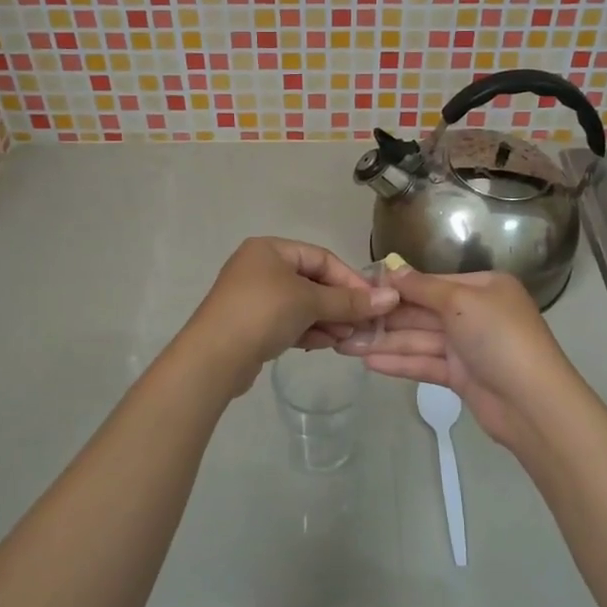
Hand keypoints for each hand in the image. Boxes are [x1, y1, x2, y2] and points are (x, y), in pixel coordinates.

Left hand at [183, 238, 398, 394]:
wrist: (214, 357)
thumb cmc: (263, 313)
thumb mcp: (310, 302)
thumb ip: (350, 301)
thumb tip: (391, 297)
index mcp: (270, 249)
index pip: (322, 258)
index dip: (350, 279)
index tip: (374, 302)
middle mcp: (260, 267)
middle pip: (312, 281)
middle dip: (339, 303)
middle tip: (363, 324)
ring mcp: (254, 297)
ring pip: (302, 304)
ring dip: (327, 319)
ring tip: (347, 338)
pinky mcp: (252, 324)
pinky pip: (289, 321)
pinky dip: (309, 330)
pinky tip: (326, 344)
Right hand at [339, 267, 580, 456]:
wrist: (532, 403)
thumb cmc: (498, 337)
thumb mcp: (460, 301)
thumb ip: (422, 288)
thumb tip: (392, 269)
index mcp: (483, 287)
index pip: (432, 282)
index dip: (397, 287)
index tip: (361, 288)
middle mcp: (475, 313)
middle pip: (423, 312)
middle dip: (386, 318)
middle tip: (345, 320)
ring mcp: (468, 347)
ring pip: (420, 339)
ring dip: (385, 341)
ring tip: (345, 344)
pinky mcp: (461, 377)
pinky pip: (425, 363)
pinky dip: (399, 362)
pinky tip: (368, 361)